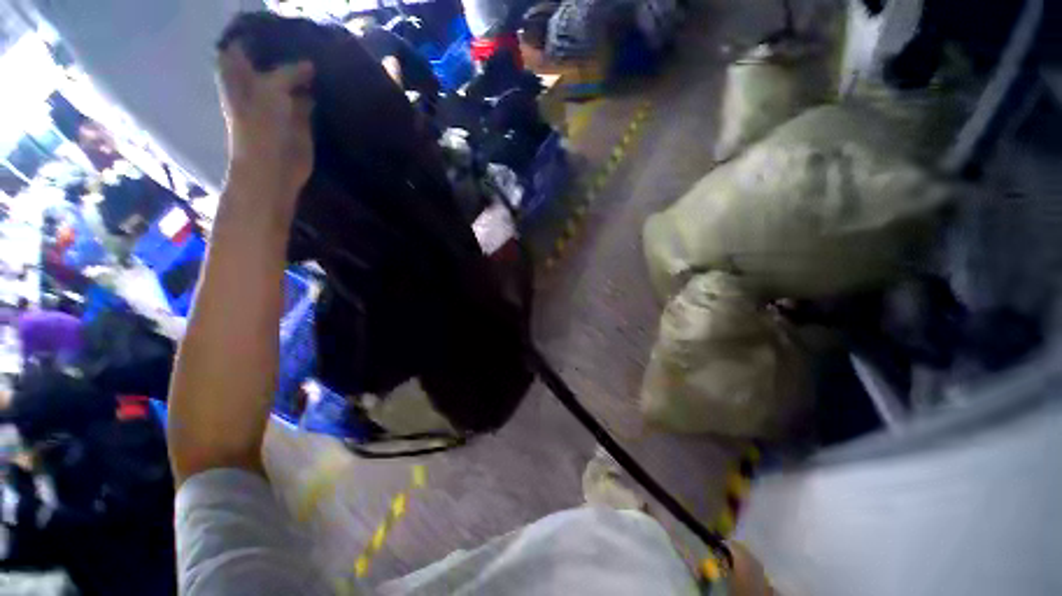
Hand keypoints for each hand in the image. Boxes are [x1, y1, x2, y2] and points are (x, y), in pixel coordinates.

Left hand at [217, 43, 314, 207]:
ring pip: (292, 78)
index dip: (260, 34)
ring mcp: (280, 101)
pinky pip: (309, 97)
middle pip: (271, 59)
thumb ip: (289, 72)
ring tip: (322, 58)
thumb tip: (310, 65)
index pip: (245, 45)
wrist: (275, 168)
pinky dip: (317, 91)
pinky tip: (329, 82)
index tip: (281, 26)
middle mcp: (258, 83)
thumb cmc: (260, 128)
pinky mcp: (300, 118)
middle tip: (308, 40)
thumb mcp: (270, 89)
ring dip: (305, 71)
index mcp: (239, 74)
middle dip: (287, 51)